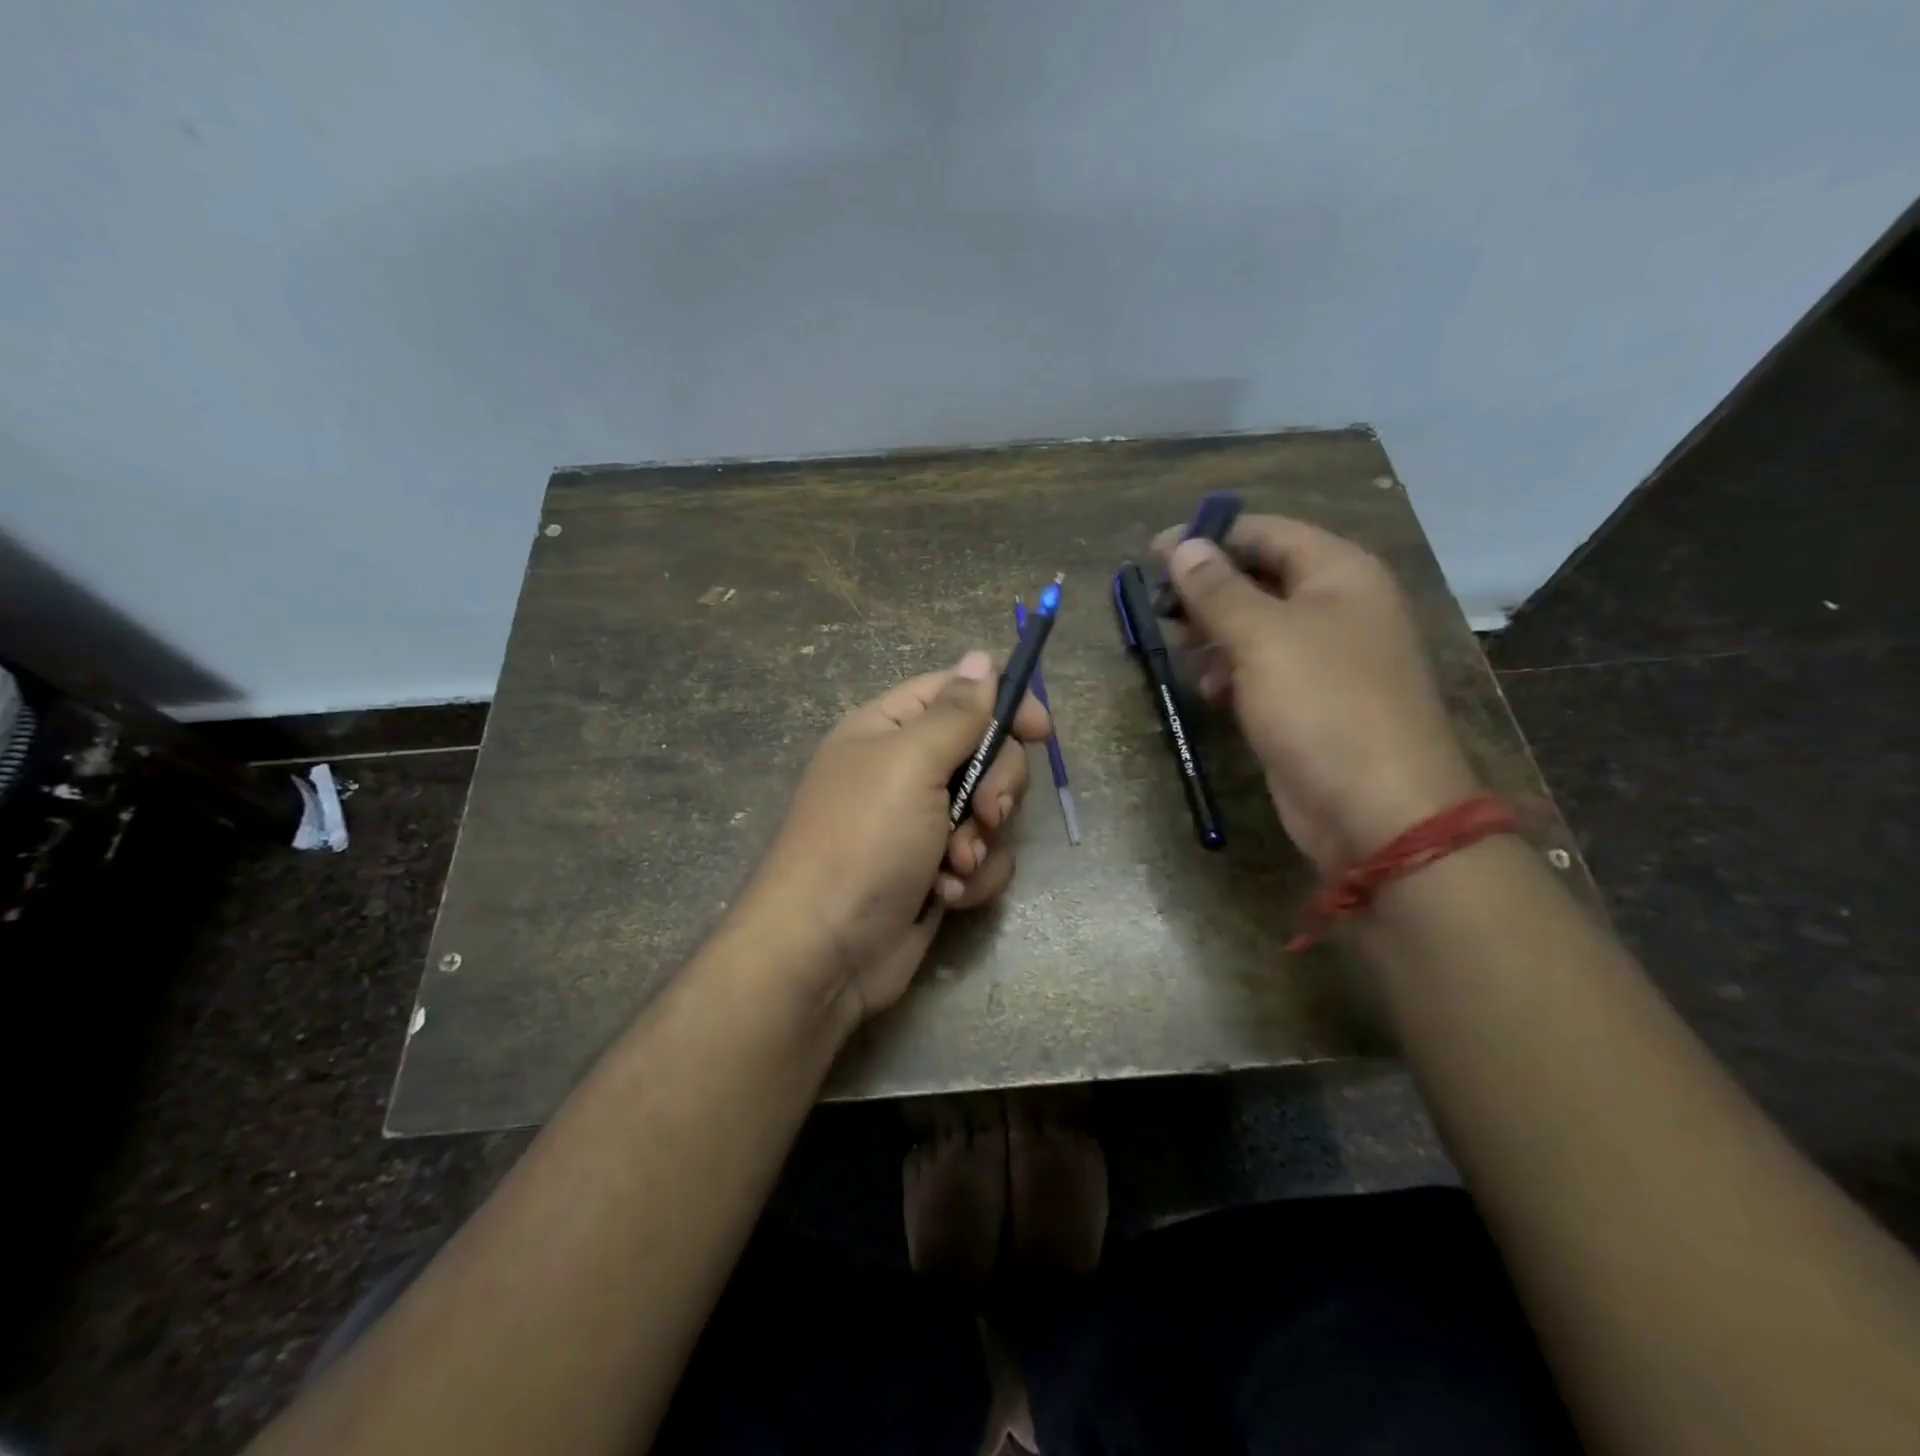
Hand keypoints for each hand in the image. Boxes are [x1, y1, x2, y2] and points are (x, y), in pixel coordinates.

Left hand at [740, 650, 1050, 1023]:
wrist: (826, 950)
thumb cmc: (864, 840)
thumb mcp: (910, 763)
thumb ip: (955, 712)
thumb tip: (980, 657)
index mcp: (889, 730)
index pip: (956, 694)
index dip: (1002, 704)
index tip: (1041, 730)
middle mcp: (907, 771)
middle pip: (985, 754)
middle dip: (995, 787)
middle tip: (985, 812)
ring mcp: (922, 824)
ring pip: (991, 812)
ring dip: (982, 841)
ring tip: (953, 866)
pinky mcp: (937, 871)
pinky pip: (983, 858)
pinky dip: (972, 877)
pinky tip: (945, 894)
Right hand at [1154, 515, 1480, 871]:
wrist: (1377, 809)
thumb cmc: (1323, 705)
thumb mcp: (1262, 637)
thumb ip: (1218, 589)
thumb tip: (1184, 546)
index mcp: (1340, 574)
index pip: (1268, 533)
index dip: (1210, 537)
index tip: (1153, 553)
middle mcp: (1336, 608)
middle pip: (1260, 578)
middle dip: (1207, 590)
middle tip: (1159, 608)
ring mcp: (1325, 659)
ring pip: (1256, 628)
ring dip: (1214, 634)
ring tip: (1178, 648)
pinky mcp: (1308, 702)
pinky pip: (1261, 671)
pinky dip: (1230, 673)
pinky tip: (1208, 691)